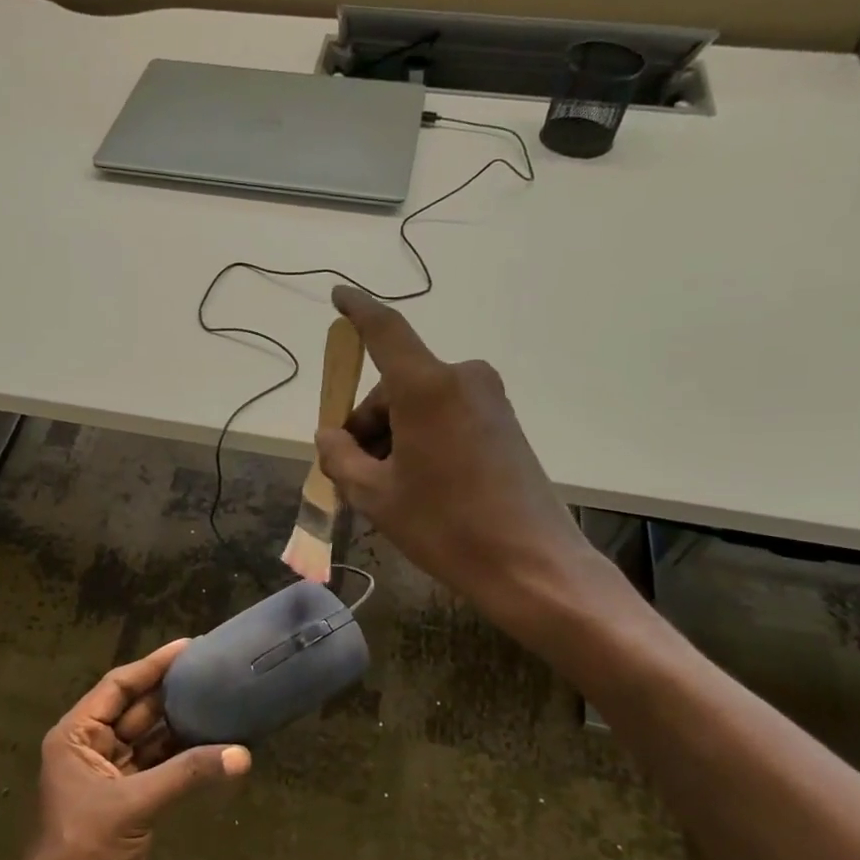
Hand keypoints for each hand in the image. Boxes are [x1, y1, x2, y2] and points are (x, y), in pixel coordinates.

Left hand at [16, 640, 250, 859]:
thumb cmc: (83, 849)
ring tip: (221, 700)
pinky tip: (215, 744)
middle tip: (213, 670)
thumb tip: (241, 754)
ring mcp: (112, 773)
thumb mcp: (132, 805)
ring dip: (183, 724)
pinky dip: (186, 757)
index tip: (188, 646)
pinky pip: (161, 766)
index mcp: (76, 736)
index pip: (118, 687)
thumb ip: (186, 775)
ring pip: (152, 738)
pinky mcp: (131, 798)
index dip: (152, 666)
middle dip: (172, 692)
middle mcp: (92, 747)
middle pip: (137, 709)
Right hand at [315, 286, 621, 640]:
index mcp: (427, 387)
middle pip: (395, 386)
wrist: (531, 565)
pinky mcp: (503, 422)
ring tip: (387, 489)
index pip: (384, 331)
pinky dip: (421, 438)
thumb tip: (328, 436)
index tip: (338, 295)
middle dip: (367, 423)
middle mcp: (461, 379)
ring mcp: (488, 400)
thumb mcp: (375, 496)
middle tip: (351, 472)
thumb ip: (340, 457)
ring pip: (419, 404)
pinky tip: (419, 484)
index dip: (357, 311)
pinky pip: (445, 416)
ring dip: (393, 435)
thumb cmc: (445, 527)